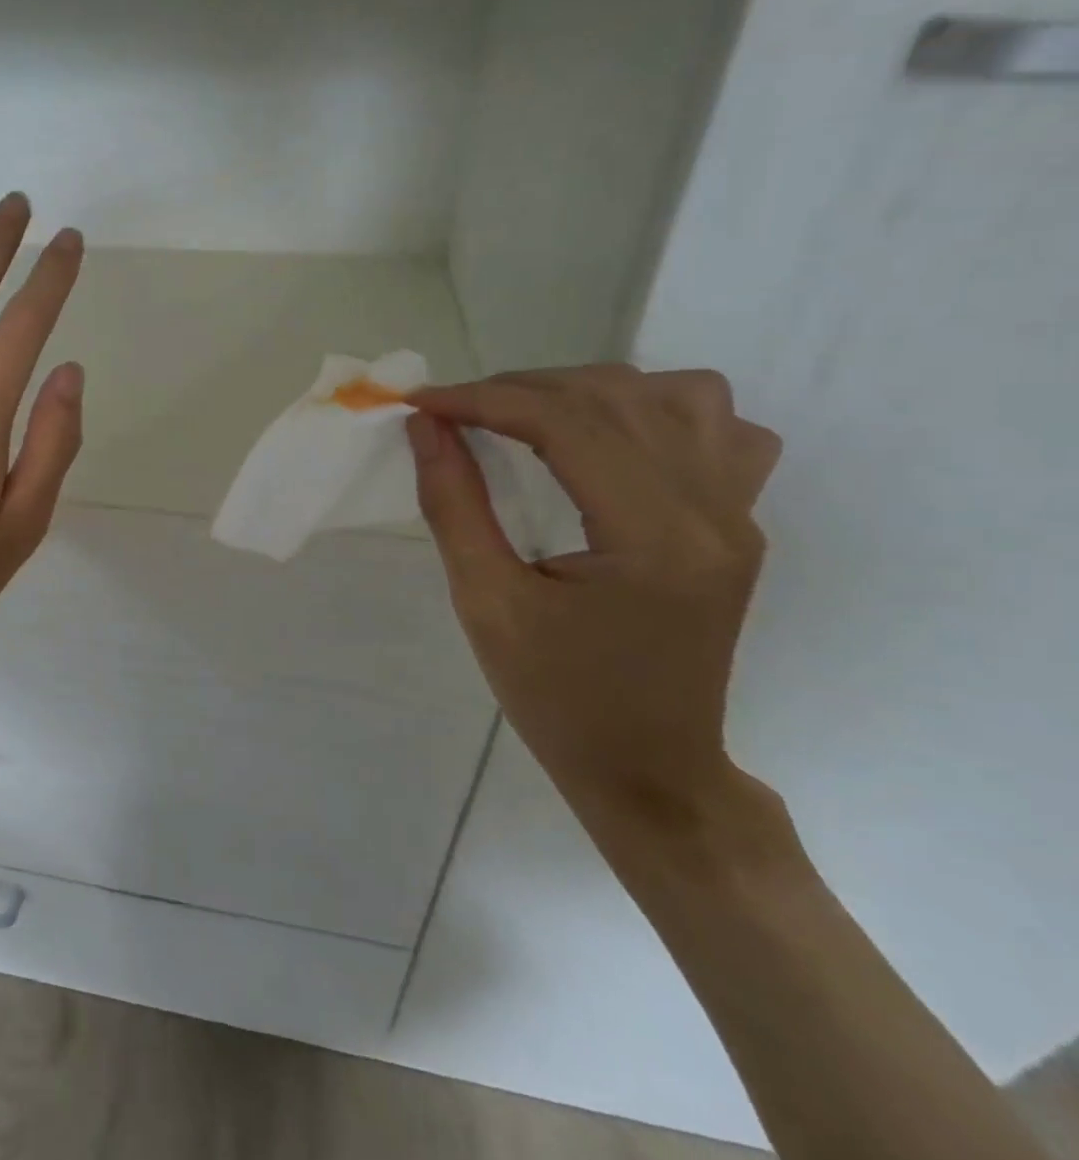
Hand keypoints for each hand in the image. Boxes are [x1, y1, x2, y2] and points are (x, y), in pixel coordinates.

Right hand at [406, 366, 780, 831]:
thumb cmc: (558, 698)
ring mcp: (738, 515)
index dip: (484, 400)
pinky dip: (656, 411)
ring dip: (591, 391)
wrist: (650, 770)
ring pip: (679, 396)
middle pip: (617, 398)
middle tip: (456, 411)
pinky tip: (610, 441)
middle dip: (522, 389)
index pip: (567, 425)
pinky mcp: (739, 524)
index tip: (422, 402)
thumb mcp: (486, 604)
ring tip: (530, 417)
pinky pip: (719, 430)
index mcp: (652, 538)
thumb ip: (454, 505)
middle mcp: (712, 511)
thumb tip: (426, 427)